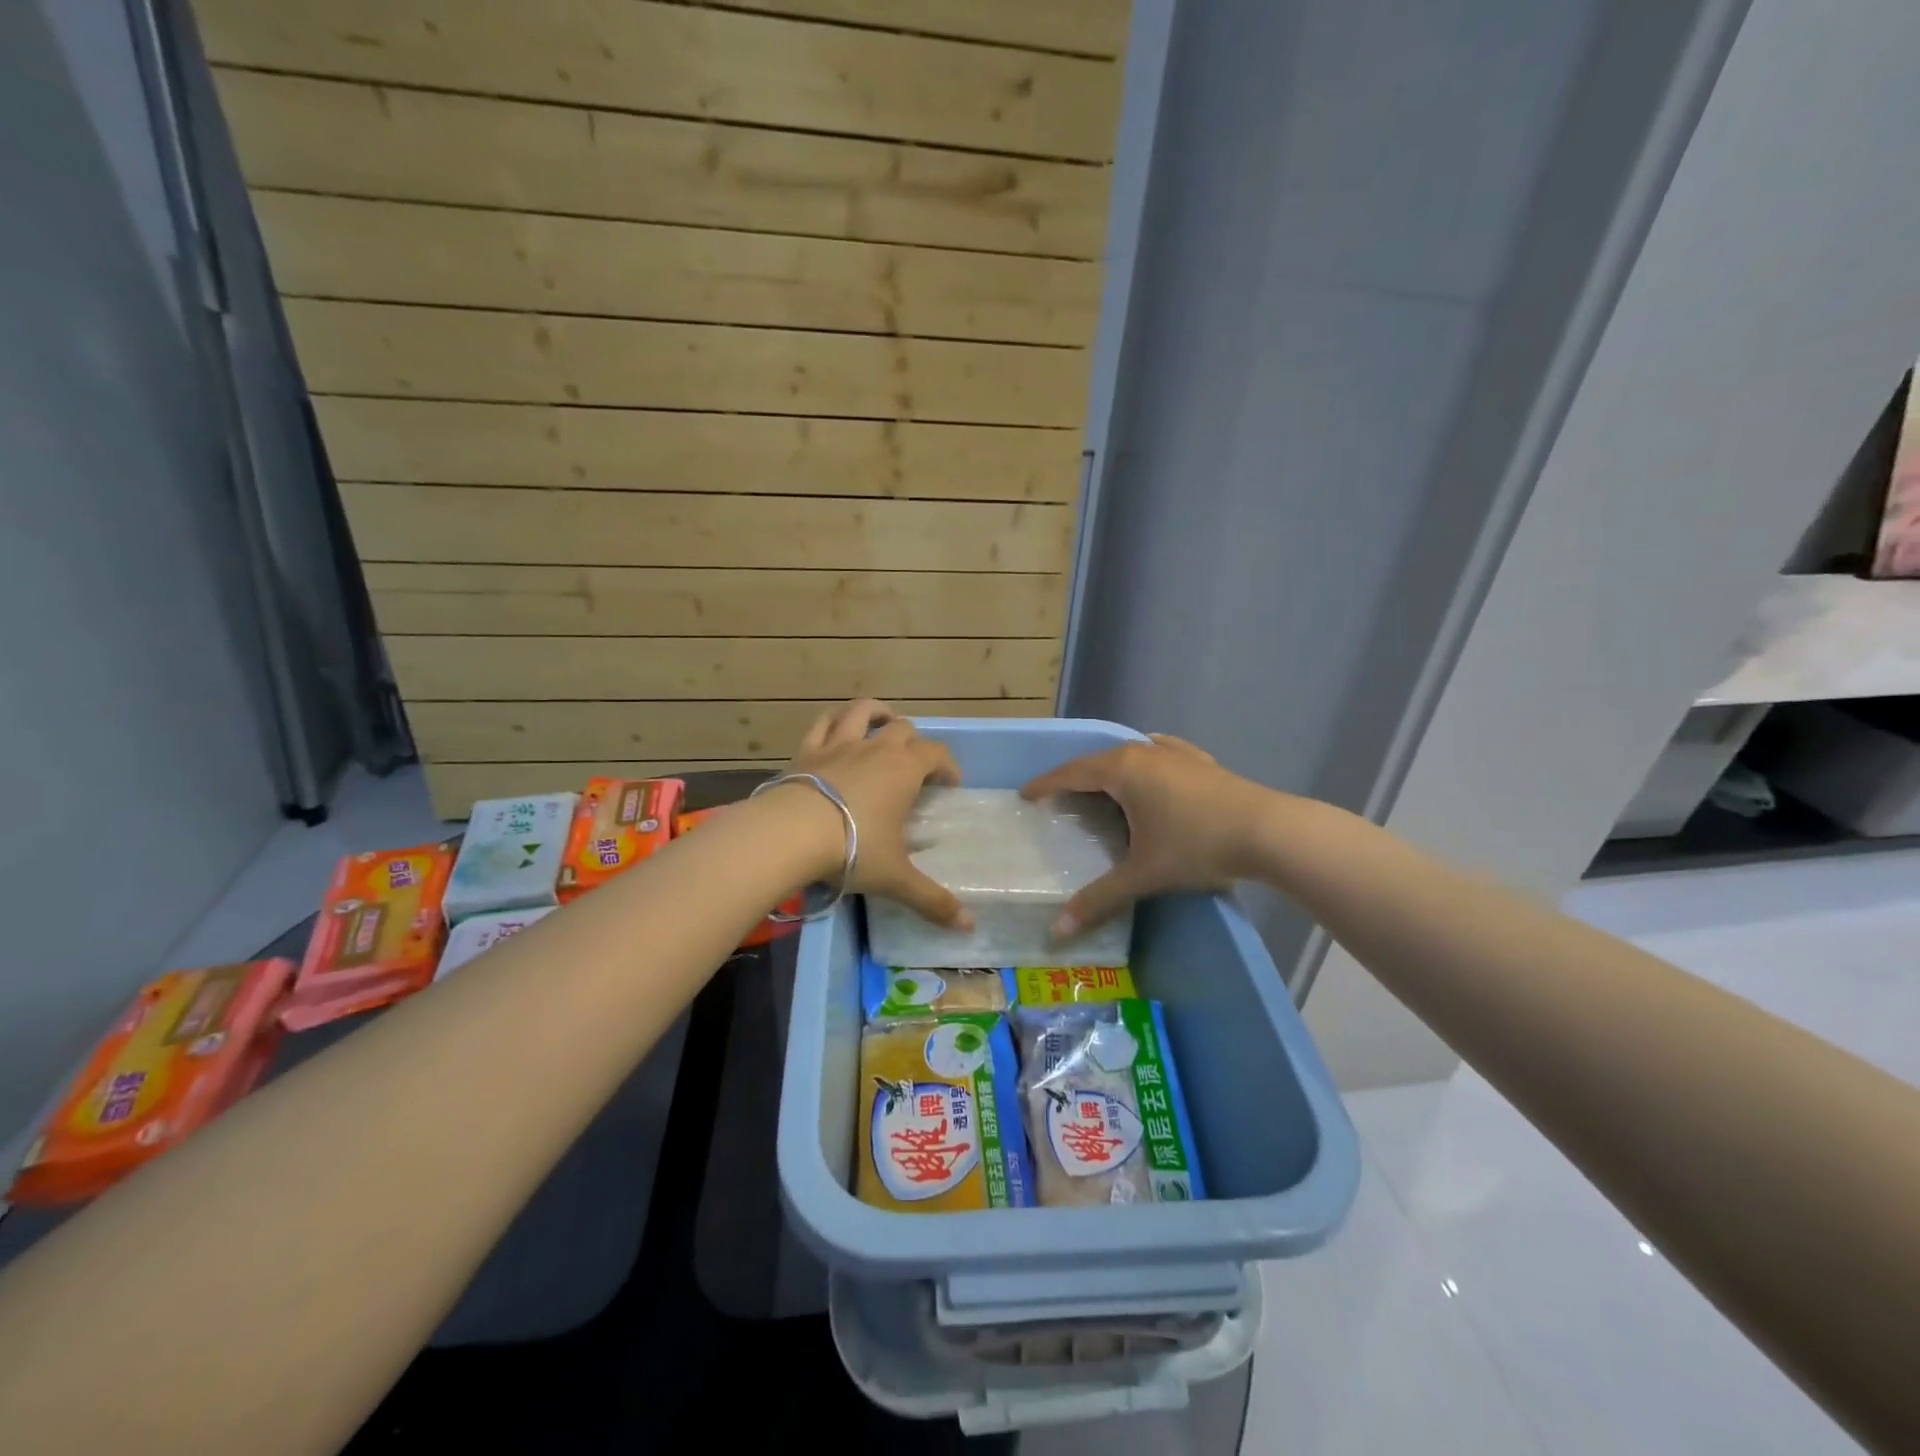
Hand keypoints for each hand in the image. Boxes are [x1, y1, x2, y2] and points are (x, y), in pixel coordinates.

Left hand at [784, 699, 972, 927]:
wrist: (789, 834)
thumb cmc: (853, 849)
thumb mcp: (896, 878)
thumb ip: (933, 900)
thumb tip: (969, 926)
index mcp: (904, 770)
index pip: (937, 754)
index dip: (948, 767)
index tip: (950, 786)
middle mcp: (876, 748)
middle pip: (904, 729)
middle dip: (916, 743)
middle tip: (916, 768)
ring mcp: (839, 744)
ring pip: (863, 712)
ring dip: (878, 714)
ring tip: (884, 724)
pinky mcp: (807, 750)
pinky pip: (823, 722)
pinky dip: (835, 719)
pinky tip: (838, 726)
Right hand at [1021, 735, 1268, 936]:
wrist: (1269, 831)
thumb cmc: (1196, 846)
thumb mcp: (1142, 874)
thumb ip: (1098, 899)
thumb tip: (1057, 930)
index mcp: (1122, 771)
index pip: (1071, 773)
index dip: (1045, 785)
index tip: (1026, 796)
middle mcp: (1144, 753)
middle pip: (1097, 762)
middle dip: (1074, 779)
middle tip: (1058, 800)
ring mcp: (1175, 754)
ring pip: (1129, 756)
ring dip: (1108, 771)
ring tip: (1098, 790)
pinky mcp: (1201, 762)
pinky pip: (1160, 754)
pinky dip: (1145, 761)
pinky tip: (1151, 759)